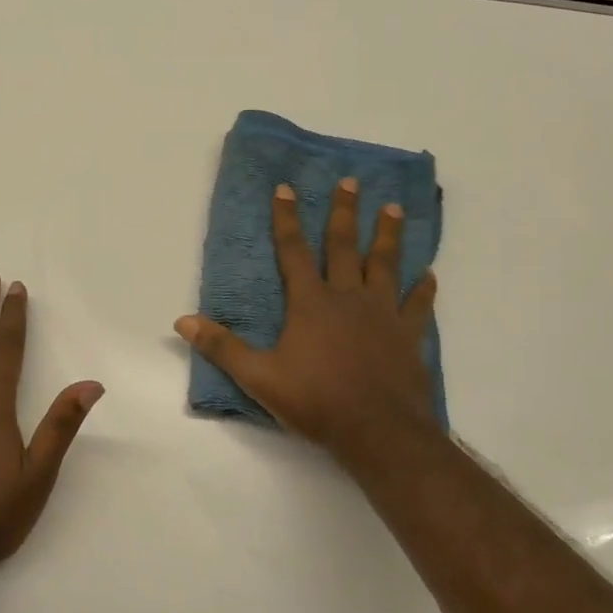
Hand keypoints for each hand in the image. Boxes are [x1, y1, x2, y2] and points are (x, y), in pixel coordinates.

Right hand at [175, 178, 439, 465]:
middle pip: (344, 246)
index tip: (286, 188)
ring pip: (385, 265)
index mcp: (310, 303)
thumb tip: (182, 321)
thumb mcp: (259, 376)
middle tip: (351, 181)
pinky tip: (430, 274)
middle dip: (344, 212)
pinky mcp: (408, 336)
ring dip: (388, 236)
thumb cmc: (316, 400)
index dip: (286, 219)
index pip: (293, 251)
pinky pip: (418, 305)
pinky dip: (423, 289)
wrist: (378, 430)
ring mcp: (382, 314)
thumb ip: (222, 347)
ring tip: (393, 208)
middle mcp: (347, 298)